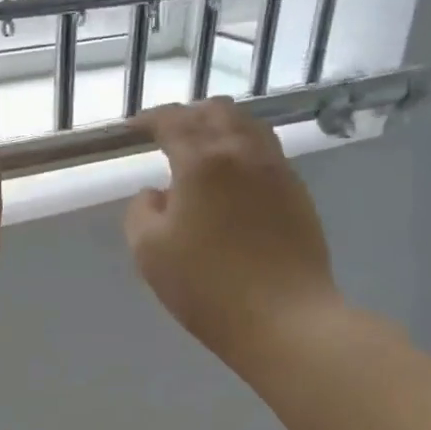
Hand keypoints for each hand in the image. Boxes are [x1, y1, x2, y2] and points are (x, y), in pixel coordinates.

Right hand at [125, 98, 343, 366]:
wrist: (284, 318)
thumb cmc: (206, 286)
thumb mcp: (149, 252)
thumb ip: (141, 212)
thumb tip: (156, 193)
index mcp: (202, 161)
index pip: (173, 121)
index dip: (149, 118)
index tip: (132, 128)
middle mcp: (243, 153)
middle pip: (218, 111)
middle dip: (189, 115)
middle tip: (168, 135)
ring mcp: (277, 171)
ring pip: (249, 127)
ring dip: (221, 127)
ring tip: (203, 150)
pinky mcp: (298, 194)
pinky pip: (267, 153)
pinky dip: (243, 151)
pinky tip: (232, 179)